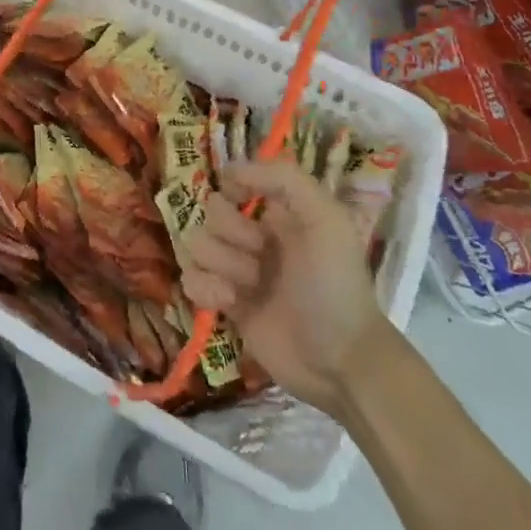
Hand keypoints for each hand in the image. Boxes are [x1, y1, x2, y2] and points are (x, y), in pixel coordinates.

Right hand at [181, 159, 392, 415]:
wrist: (339, 360)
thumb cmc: (335, 284)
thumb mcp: (326, 219)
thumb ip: (284, 179)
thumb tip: (228, 169)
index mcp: (280, 212)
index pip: (235, 180)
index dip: (231, 188)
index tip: (239, 199)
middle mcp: (256, 236)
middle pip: (210, 213)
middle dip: (229, 234)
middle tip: (259, 257)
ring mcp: (239, 270)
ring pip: (197, 245)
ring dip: (220, 265)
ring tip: (248, 287)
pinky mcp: (226, 303)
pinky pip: (191, 280)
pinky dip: (205, 290)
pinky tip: (229, 304)